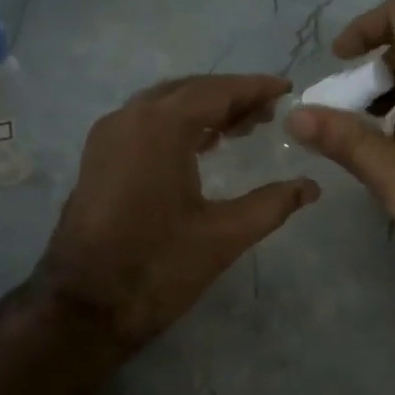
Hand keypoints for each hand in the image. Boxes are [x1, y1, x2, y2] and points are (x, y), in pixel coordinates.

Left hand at [42, 75, 319, 346]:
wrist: (84, 306)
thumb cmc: (157, 267)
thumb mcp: (224, 235)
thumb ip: (272, 204)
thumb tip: (310, 187)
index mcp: (160, 127)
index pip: (216, 91)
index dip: (254, 88)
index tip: (285, 88)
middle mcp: (129, 118)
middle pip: (188, 91)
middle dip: (230, 97)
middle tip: (268, 113)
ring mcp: (107, 137)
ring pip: (163, 106)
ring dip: (202, 110)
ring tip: (241, 128)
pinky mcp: (97, 159)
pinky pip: (143, 125)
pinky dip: (176, 126)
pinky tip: (200, 146)